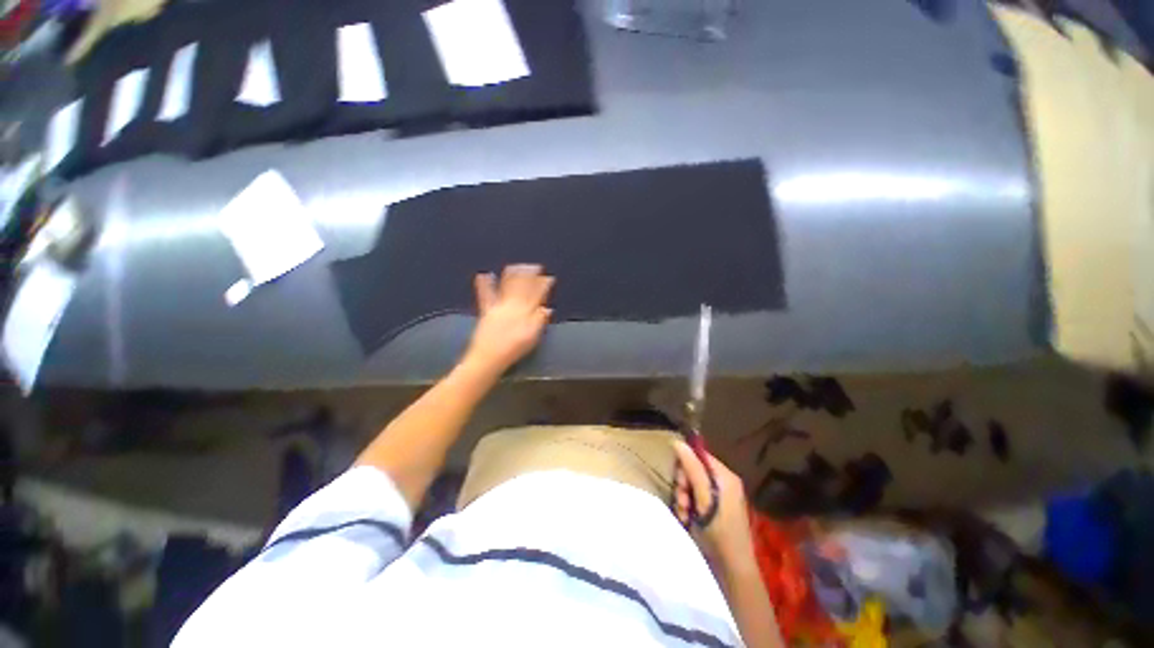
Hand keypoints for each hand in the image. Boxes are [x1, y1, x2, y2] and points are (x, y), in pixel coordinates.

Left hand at [465, 264, 554, 372]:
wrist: (489, 357)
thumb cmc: (513, 349)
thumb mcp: (532, 337)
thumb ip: (540, 321)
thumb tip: (547, 309)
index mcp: (525, 312)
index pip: (536, 295)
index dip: (543, 285)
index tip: (548, 278)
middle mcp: (513, 305)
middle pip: (522, 287)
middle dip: (530, 275)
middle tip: (535, 267)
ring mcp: (498, 307)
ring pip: (507, 287)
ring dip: (513, 275)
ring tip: (517, 266)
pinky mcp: (487, 311)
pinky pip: (485, 295)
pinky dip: (484, 284)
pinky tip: (484, 275)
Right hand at [672, 441, 753, 564]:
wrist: (731, 568)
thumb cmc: (719, 532)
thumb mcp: (703, 498)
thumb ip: (692, 469)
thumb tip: (678, 442)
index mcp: (725, 476)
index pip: (699, 455)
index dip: (686, 464)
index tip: (680, 481)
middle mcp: (723, 482)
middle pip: (693, 470)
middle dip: (683, 485)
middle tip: (683, 501)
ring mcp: (719, 496)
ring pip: (691, 485)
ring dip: (683, 497)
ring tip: (685, 514)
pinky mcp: (714, 509)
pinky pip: (694, 498)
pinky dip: (687, 506)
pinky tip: (687, 519)